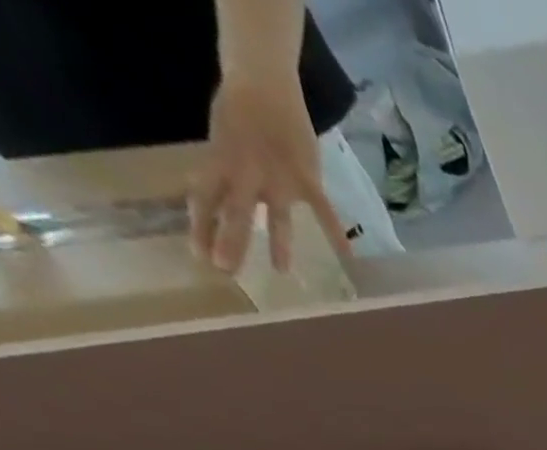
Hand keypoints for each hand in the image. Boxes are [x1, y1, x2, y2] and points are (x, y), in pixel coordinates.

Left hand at [190, 78, 349, 271]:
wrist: (264, 81)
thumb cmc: (240, 110)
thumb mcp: (223, 140)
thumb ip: (228, 174)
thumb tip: (226, 207)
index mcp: (221, 162)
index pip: (204, 198)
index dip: (200, 227)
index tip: (198, 255)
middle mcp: (247, 173)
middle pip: (236, 212)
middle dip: (230, 241)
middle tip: (225, 270)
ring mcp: (280, 177)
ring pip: (277, 216)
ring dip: (278, 244)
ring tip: (281, 272)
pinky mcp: (307, 178)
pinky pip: (323, 210)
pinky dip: (335, 232)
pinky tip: (347, 256)